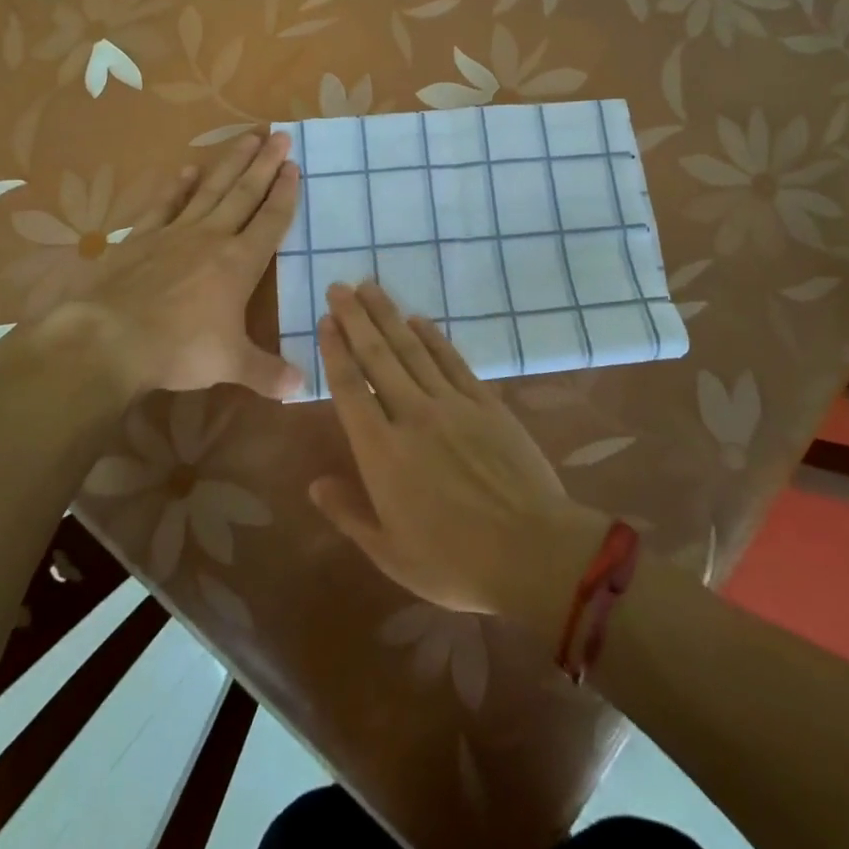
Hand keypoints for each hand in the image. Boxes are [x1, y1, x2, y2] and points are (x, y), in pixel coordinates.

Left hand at [29, 130, 302, 400]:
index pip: (270, 220)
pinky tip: (187, 170)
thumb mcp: (230, 365)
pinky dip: (177, 187)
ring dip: (230, 163)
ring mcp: (175, 234)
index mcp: (239, 263)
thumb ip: (268, 372)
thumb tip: (302, 388)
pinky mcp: (142, 238)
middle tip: (280, 135)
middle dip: (265, 164)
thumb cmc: (179, 349)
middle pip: (244, 193)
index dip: (285, 193)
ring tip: (247, 137)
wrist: (111, 339)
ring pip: (210, 190)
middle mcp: (212, 238)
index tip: (294, 166)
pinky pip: (165, 205)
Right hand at [310, 282, 608, 630]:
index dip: (336, 352)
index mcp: (382, 453)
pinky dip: (433, 337)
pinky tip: (418, 319)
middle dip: (355, 319)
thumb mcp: (391, 554)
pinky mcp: (485, 403)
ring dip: (388, 316)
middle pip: (377, 356)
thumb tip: (314, 484)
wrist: (533, 552)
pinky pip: (452, 360)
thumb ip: (349, 514)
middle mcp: (412, 416)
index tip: (325, 321)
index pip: (351, 389)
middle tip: (339, 286)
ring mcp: (452, 405)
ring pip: (412, 349)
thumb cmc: (456, 562)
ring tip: (370, 287)